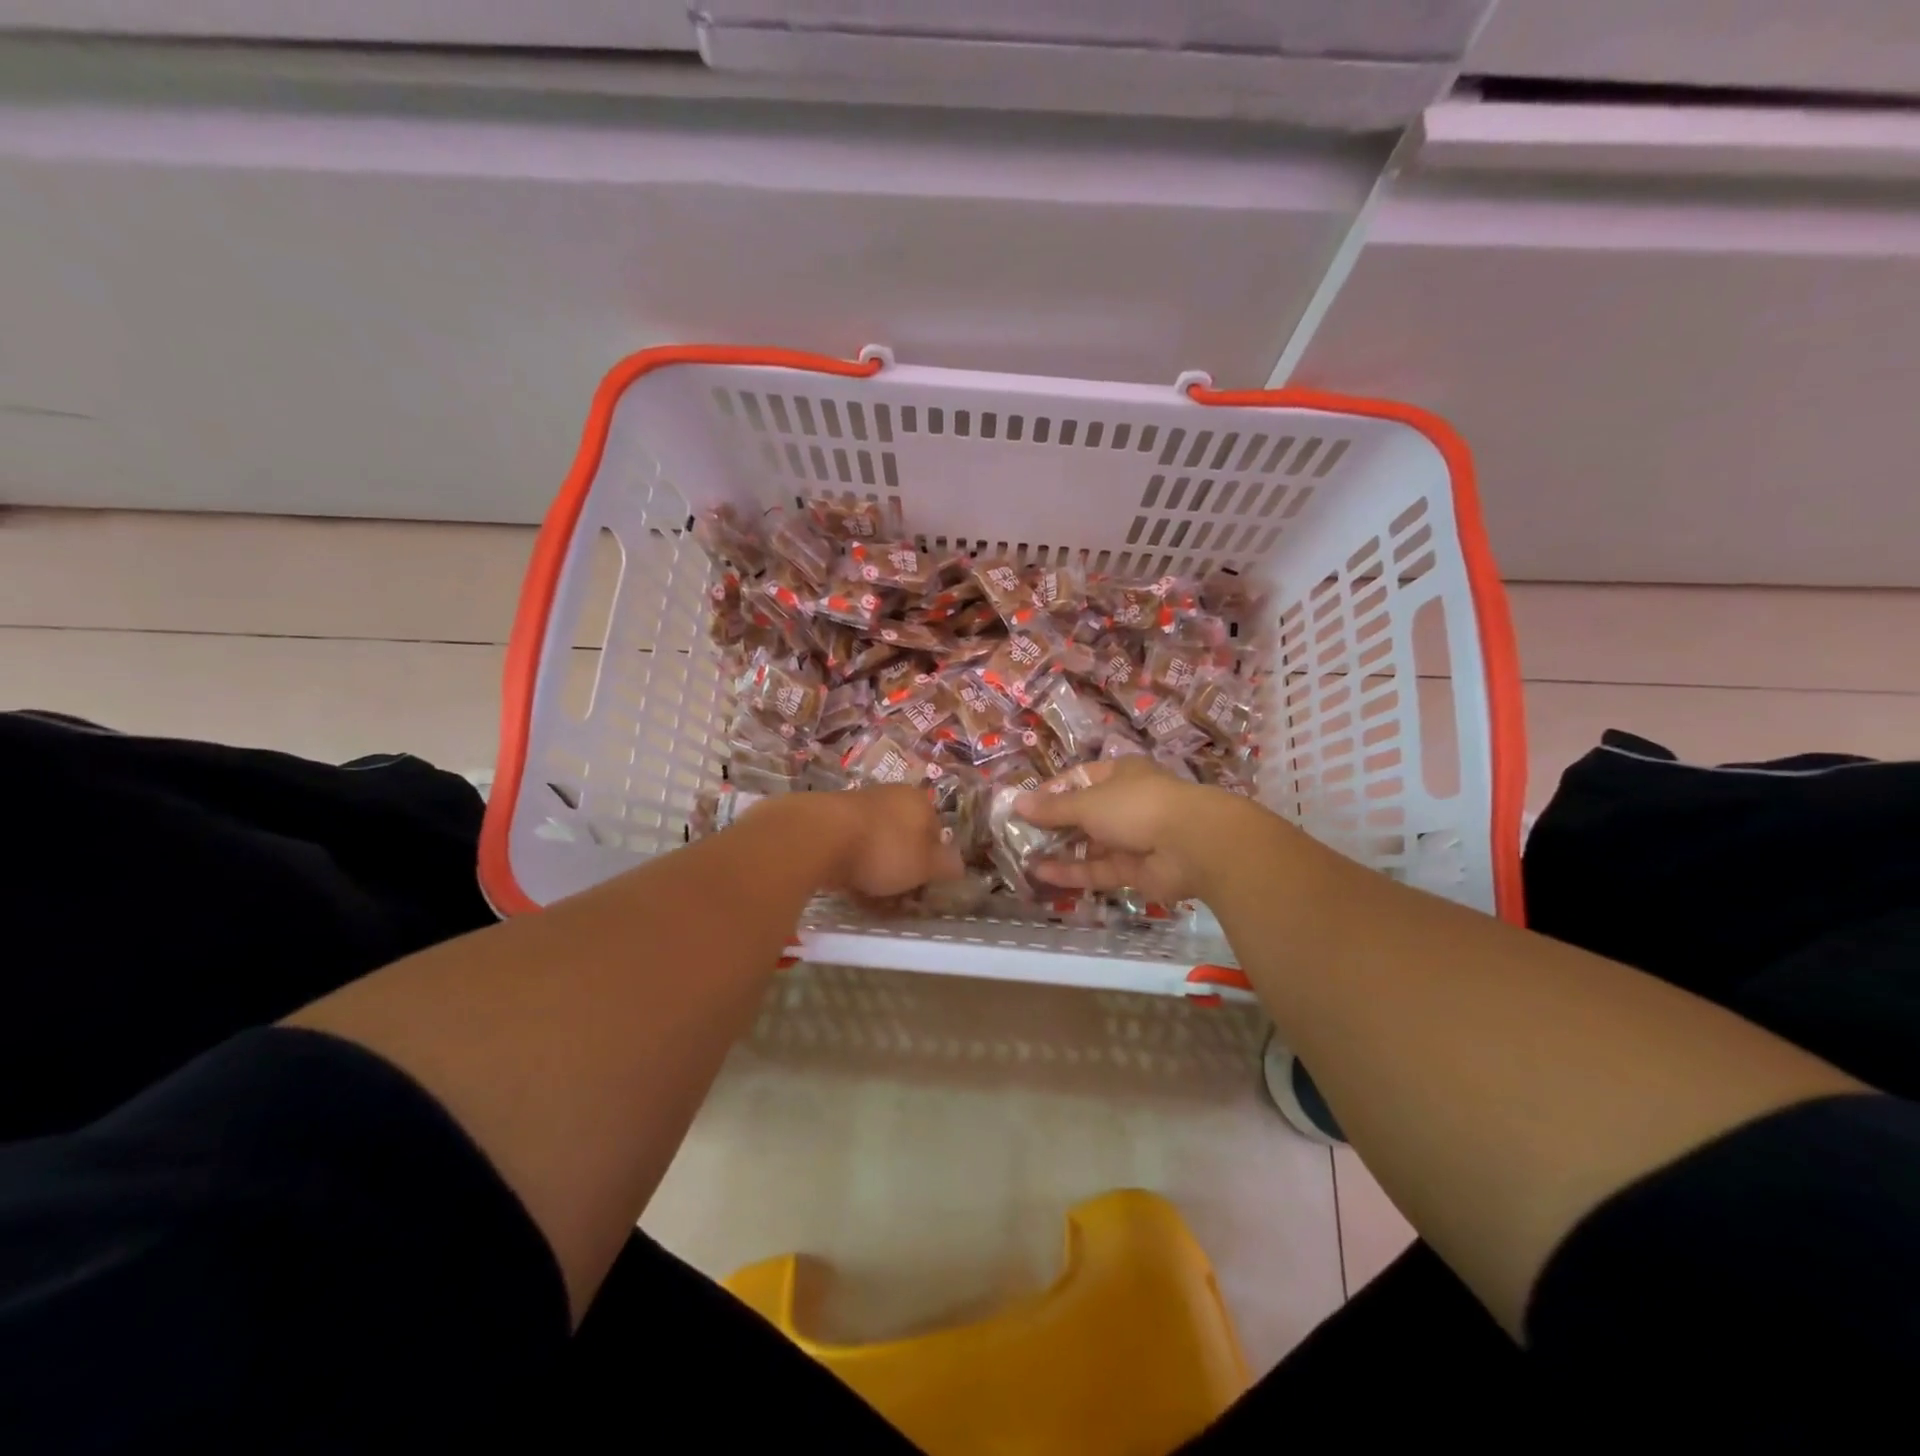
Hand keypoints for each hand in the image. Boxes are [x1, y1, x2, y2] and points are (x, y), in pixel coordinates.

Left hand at [803, 786, 966, 898]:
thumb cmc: (885, 849)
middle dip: (903, 866)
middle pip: (905, 837)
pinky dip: (853, 865)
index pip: (937, 832)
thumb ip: (946, 865)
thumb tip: (957, 865)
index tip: (924, 886)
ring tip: (871, 896)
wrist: (819, 836)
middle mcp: (890, 796)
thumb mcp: (926, 865)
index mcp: (919, 800)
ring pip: (877, 843)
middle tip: (899, 895)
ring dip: (877, 868)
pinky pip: (851, 847)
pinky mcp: (830, 819)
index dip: (933, 862)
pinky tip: (848, 886)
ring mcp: (858, 805)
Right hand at [1013, 757, 1249, 903]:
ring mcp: (1132, 838)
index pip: (1079, 778)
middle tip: (1018, 835)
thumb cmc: (1136, 806)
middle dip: (1053, 824)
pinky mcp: (1134, 871)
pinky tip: (1041, 873)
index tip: (1024, 805)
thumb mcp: (1088, 802)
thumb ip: (1053, 808)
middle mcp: (1126, 803)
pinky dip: (1071, 871)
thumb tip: (1018, 802)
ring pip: (1089, 844)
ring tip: (1023, 856)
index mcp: (1120, 774)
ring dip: (1059, 850)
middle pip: (1083, 813)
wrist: (1192, 844)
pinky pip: (1097, 869)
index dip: (1052, 791)